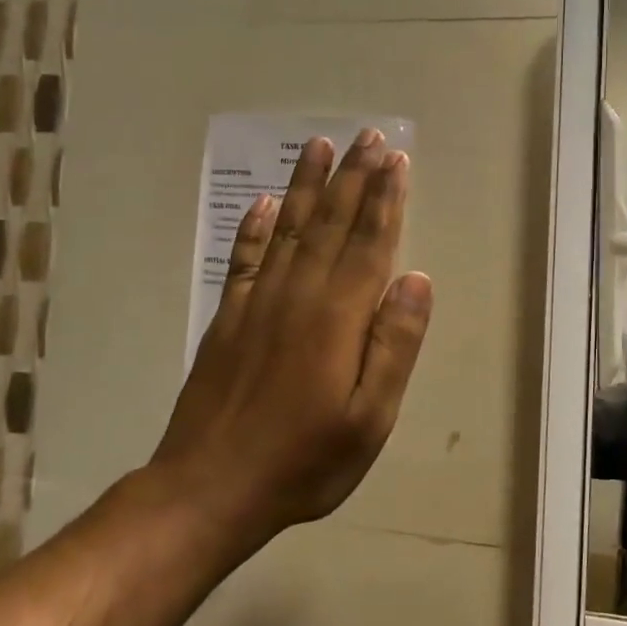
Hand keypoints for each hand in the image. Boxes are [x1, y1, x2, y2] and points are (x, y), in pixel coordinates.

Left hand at [155, 129, 432, 549]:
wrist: (209, 489)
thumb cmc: (304, 460)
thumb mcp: (370, 419)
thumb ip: (395, 345)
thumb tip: (417, 279)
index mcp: (338, 317)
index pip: (369, 243)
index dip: (385, 199)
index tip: (396, 160)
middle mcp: (298, 295)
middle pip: (331, 223)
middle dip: (353, 177)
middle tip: (368, 136)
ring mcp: (257, 302)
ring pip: (289, 228)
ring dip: (306, 185)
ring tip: (318, 146)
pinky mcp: (228, 318)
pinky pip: (244, 258)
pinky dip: (255, 227)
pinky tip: (264, 203)